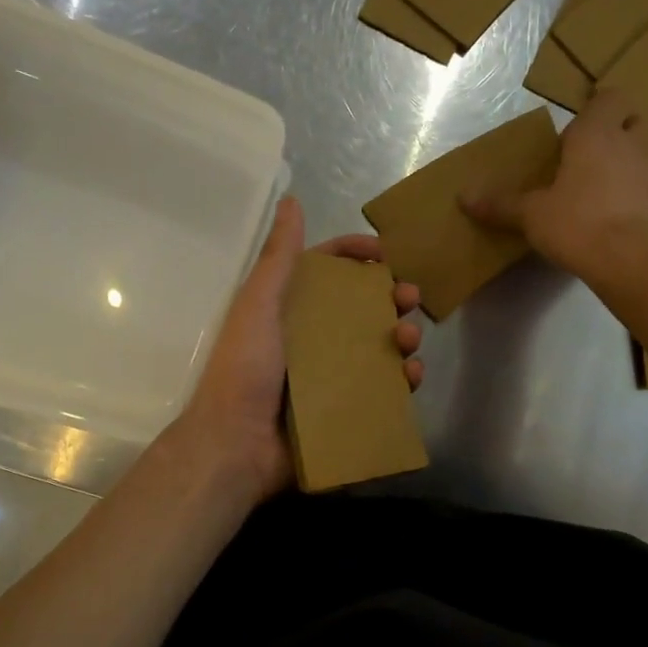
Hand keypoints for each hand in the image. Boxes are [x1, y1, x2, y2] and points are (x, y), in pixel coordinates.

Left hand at [171, 197, 422, 500]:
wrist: (236, 445)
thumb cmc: (245, 369)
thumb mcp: (259, 305)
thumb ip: (278, 257)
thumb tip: (291, 201)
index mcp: (289, 309)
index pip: (328, 270)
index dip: (356, 255)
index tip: (386, 253)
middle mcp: (311, 337)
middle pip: (361, 307)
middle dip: (390, 298)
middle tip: (410, 299)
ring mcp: (330, 375)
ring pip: (377, 347)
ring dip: (401, 337)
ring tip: (408, 340)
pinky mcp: (344, 408)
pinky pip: (381, 388)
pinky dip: (401, 380)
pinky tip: (411, 377)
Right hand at [461, 89, 647, 282]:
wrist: (636, 261)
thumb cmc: (579, 224)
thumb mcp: (532, 215)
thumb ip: (501, 204)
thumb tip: (463, 197)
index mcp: (597, 134)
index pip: (609, 97)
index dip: (596, 108)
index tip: (576, 130)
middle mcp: (633, 144)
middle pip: (635, 120)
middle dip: (618, 131)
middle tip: (591, 157)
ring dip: (632, 163)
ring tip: (607, 189)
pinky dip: (641, 196)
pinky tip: (622, 219)